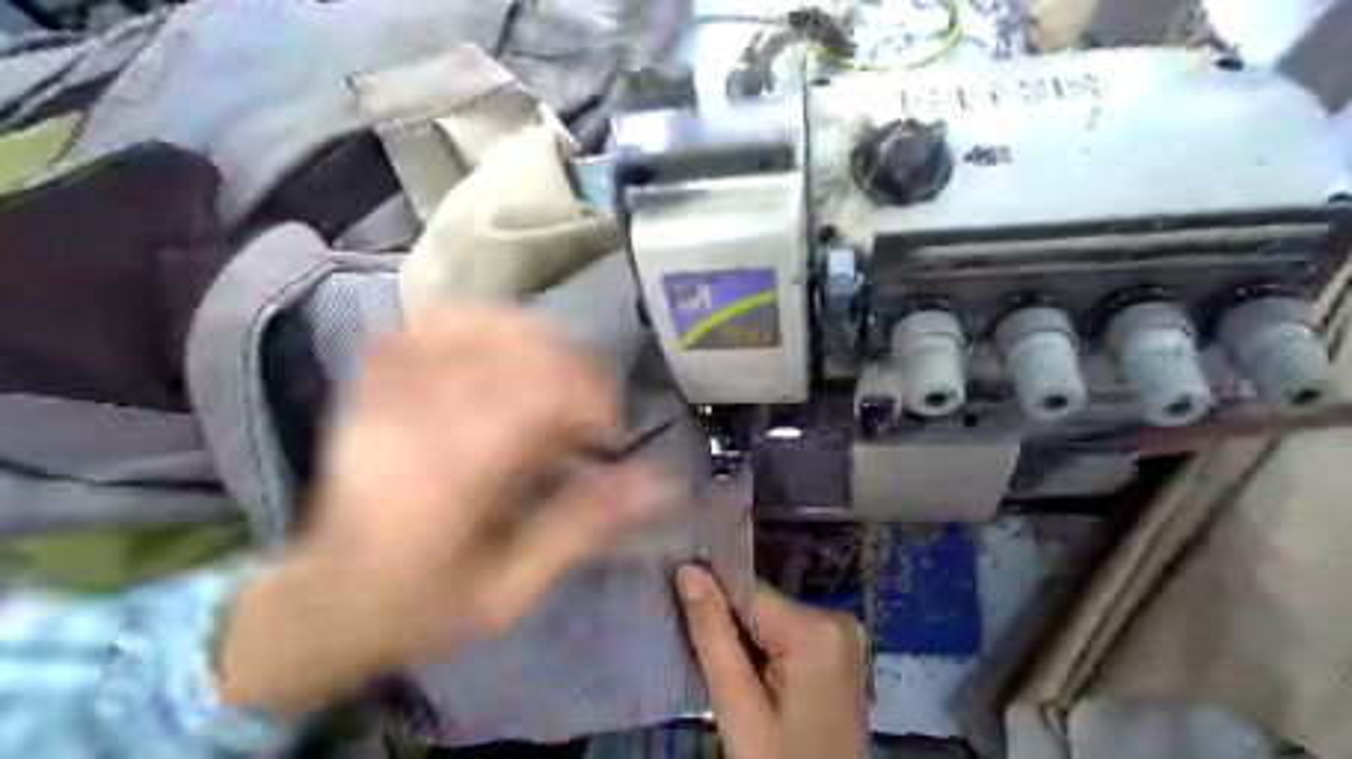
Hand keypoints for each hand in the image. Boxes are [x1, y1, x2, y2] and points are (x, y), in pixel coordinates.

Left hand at [218, 306, 676, 716]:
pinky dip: (478, 324)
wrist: (324, 603)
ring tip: (553, 376)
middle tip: (588, 410)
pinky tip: (501, 349)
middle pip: (513, 348)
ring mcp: (387, 393)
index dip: (591, 397)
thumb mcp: (512, 590)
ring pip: (474, 323)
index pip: (537, 393)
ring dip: (533, 340)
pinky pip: (429, 323)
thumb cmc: (423, 607)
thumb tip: (659, 481)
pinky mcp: (372, 383)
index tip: (606, 433)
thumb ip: (583, 526)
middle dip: (573, 368)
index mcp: (450, 477)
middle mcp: (416, 420)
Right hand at [681, 564, 872, 758]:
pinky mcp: (841, 654)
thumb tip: (688, 569)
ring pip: (772, 622)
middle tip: (722, 679)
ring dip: (749, 648)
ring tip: (741, 689)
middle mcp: (838, 618)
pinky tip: (762, 690)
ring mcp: (844, 636)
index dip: (714, 610)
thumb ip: (713, 633)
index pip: (747, 593)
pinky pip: (790, 637)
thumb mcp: (738, 706)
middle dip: (734, 635)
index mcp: (817, 627)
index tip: (691, 633)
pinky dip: (768, 657)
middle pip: (761, 607)